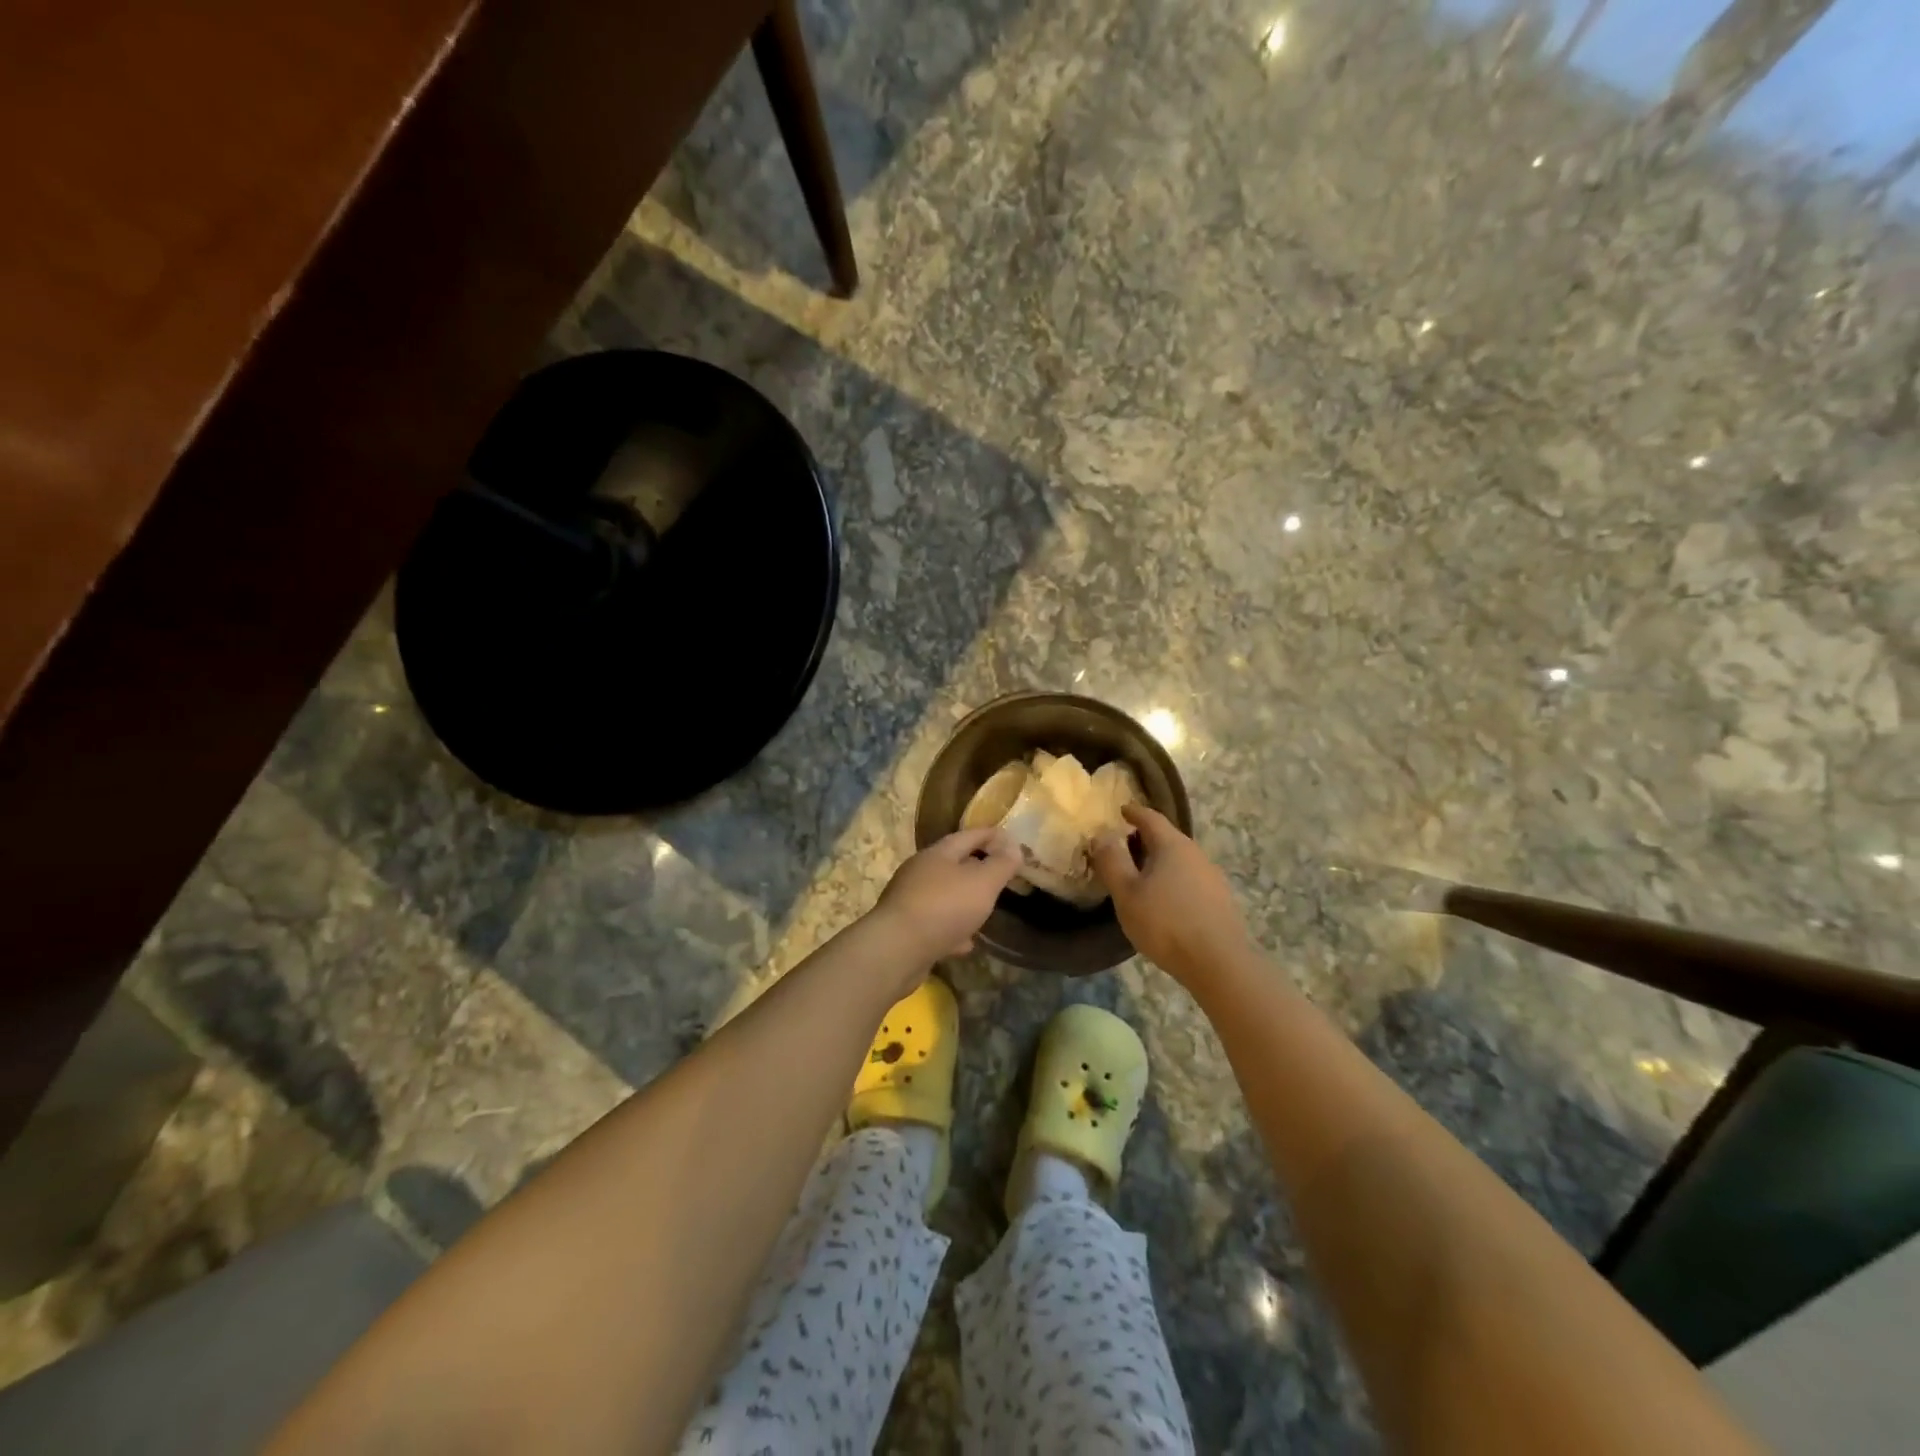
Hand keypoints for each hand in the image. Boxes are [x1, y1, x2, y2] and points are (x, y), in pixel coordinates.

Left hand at [869, 827, 1023, 970]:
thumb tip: (1014, 847)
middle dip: (976, 868)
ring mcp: (910, 900)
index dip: (991, 835)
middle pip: (953, 864)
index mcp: (938, 854)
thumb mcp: (983, 882)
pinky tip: (966, 942)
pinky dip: (953, 929)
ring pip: (944, 895)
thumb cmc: (944, 907)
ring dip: (964, 900)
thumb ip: (1001, 864)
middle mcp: (920, 872)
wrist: (896, 950)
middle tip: (999, 875)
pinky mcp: (906, 929)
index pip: (968, 836)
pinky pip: (936, 923)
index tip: (1011, 838)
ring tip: (985, 909)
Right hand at [1091, 805, 1251, 980]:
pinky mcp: (1220, 901)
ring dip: (1160, 863)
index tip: (1121, 810)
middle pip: (1167, 838)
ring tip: (1141, 877)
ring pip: (1180, 861)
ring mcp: (1212, 878)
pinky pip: (1190, 881)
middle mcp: (1196, 854)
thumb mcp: (1127, 893)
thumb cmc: (1166, 923)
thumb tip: (1102, 835)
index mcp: (1172, 845)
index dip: (1134, 812)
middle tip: (1123, 848)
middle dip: (1145, 839)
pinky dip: (1173, 882)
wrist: (1219, 963)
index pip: (1151, 818)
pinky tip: (1164, 902)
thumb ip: (1112, 862)